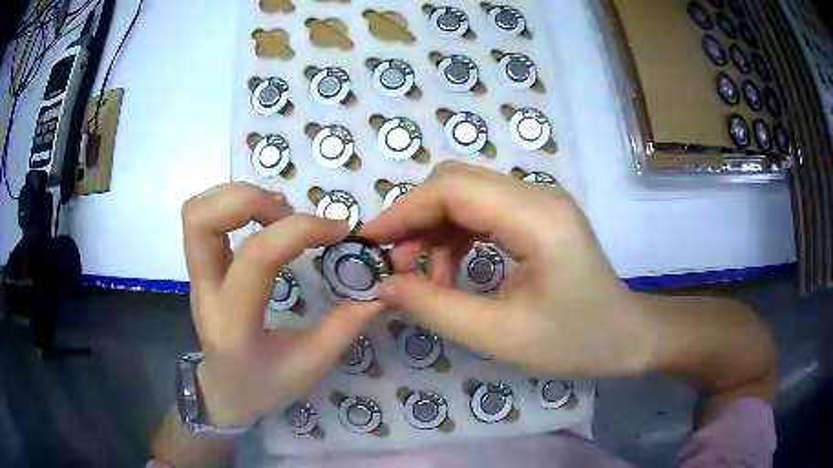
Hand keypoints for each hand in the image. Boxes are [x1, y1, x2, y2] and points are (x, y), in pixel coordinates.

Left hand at [182, 182, 383, 427]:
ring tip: (278, 213)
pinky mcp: (198, 267)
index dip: (301, 230)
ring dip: (239, 196)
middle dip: (250, 199)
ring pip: (196, 212)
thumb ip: (345, 326)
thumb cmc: (265, 385)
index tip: (338, 229)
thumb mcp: (311, 365)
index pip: (257, 256)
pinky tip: (262, 220)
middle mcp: (204, 291)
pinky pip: (202, 217)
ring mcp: (195, 276)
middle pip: (201, 219)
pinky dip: (232, 203)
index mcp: (233, 324)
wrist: (223, 391)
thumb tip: (381, 289)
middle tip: (289, 213)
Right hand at [360, 162, 650, 377]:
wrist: (627, 337)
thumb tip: (385, 285)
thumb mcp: (501, 335)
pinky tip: (452, 272)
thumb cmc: (576, 341)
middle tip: (399, 268)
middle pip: (456, 183)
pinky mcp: (538, 216)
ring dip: (435, 231)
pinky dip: (456, 237)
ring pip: (466, 195)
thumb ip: (436, 307)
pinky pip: (483, 212)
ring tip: (427, 280)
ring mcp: (540, 202)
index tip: (368, 242)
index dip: (403, 211)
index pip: (453, 190)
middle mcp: (538, 195)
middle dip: (416, 220)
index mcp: (536, 218)